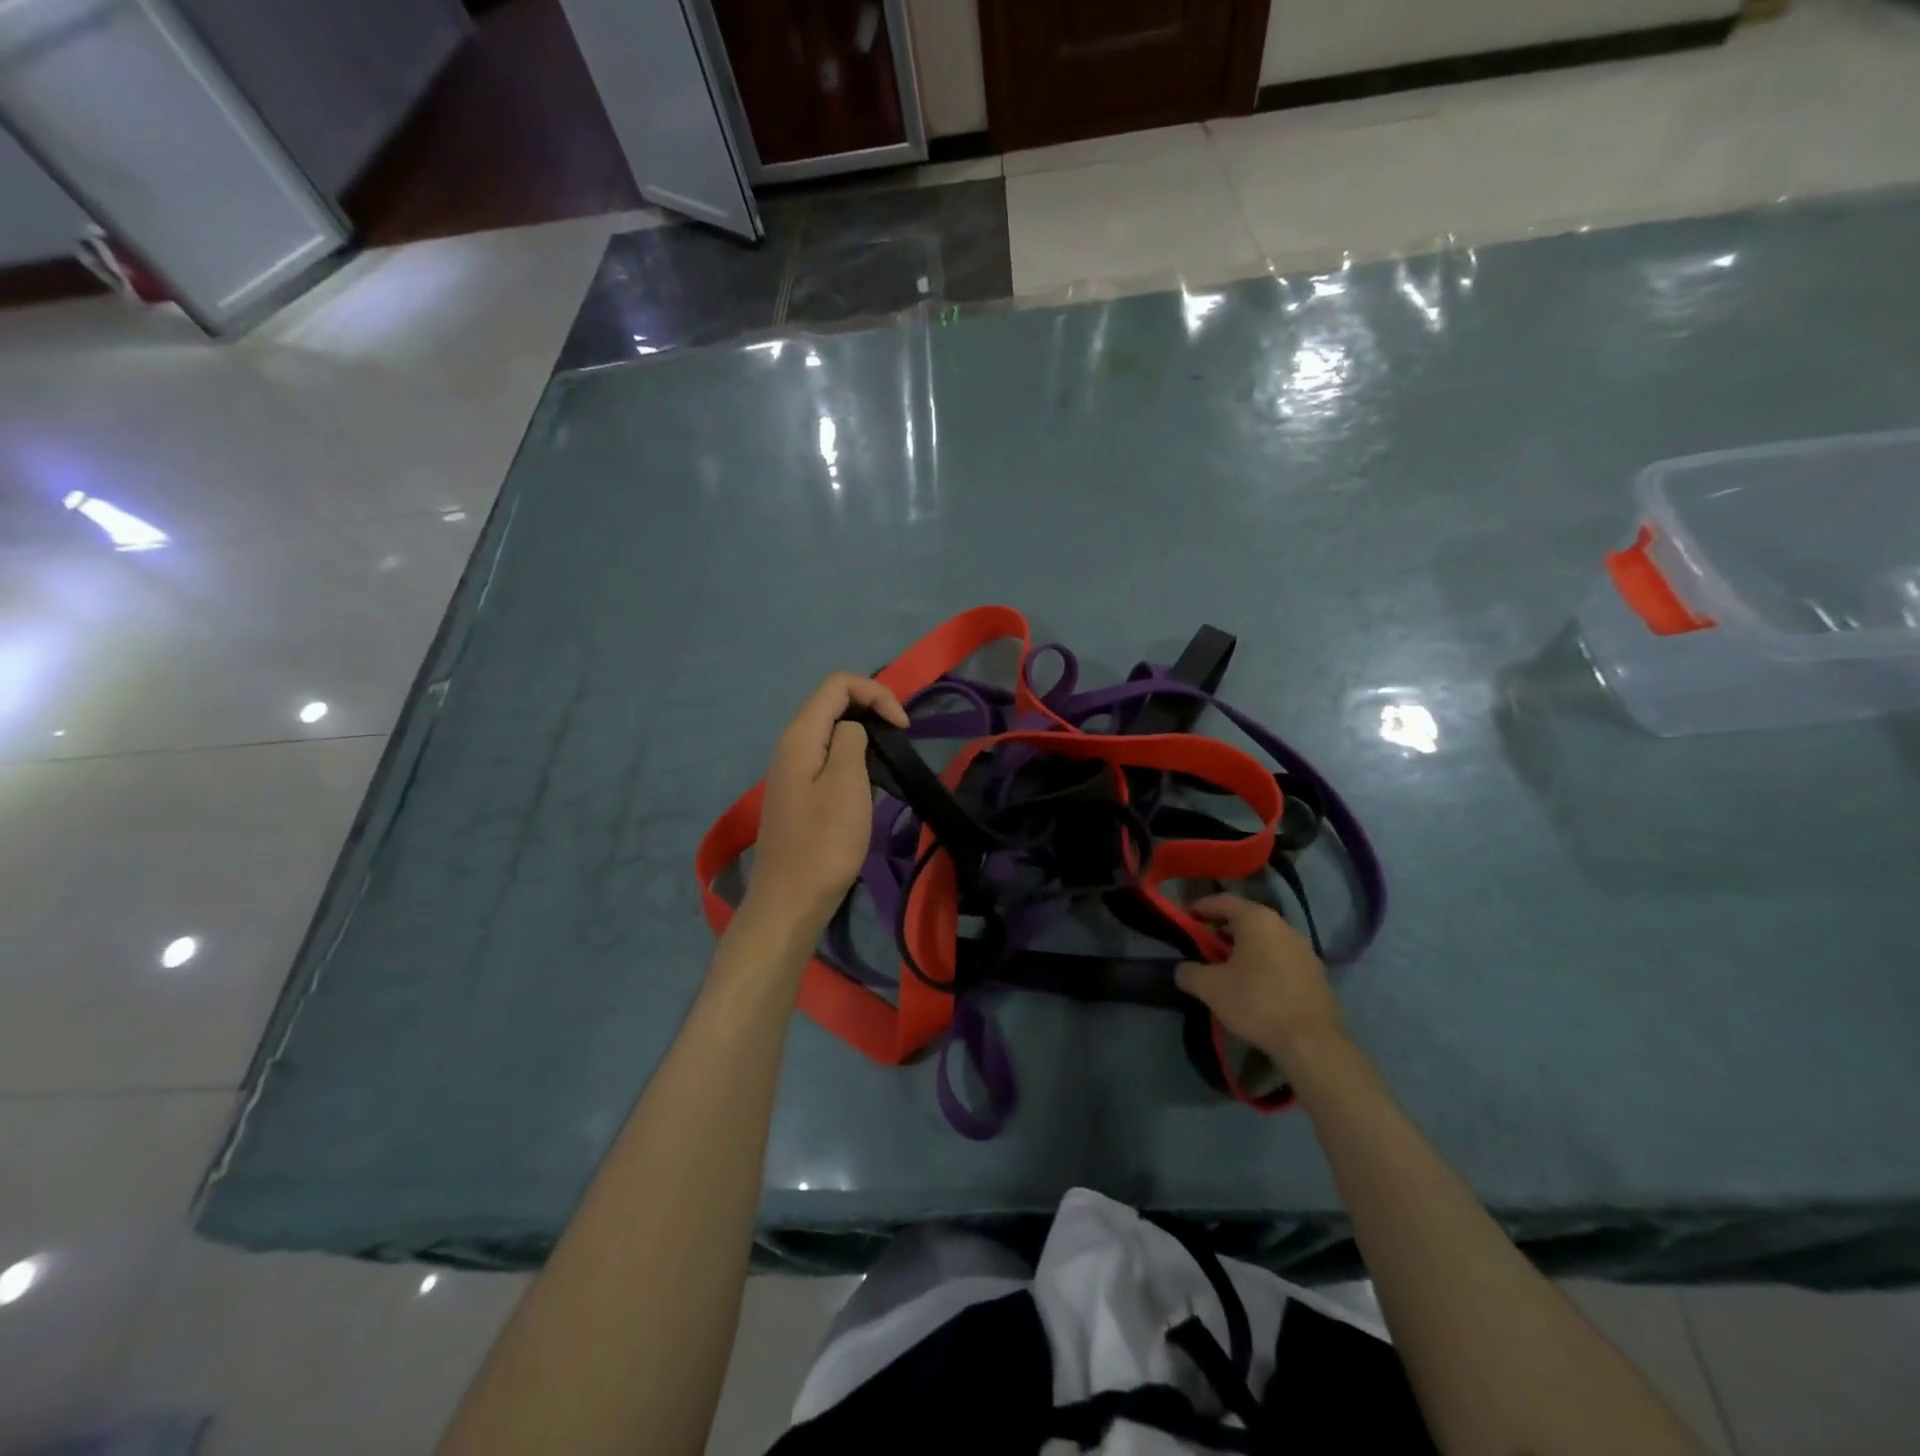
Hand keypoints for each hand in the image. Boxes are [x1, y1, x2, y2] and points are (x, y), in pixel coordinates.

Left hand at [743, 672, 907, 938]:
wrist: (791, 899)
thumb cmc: (824, 842)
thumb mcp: (847, 783)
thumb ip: (852, 739)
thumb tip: (854, 729)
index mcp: (801, 735)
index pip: (837, 684)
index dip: (875, 693)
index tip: (902, 726)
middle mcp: (791, 744)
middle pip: (832, 702)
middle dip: (871, 707)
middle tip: (901, 736)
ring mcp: (792, 770)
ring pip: (832, 730)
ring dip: (865, 732)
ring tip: (890, 756)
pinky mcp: (799, 793)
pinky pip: (828, 756)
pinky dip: (854, 755)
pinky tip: (869, 779)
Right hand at [1175, 894, 1344, 1068]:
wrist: (1311, 1042)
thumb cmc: (1256, 1002)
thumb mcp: (1209, 988)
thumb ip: (1189, 972)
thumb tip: (1183, 969)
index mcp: (1257, 920)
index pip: (1223, 901)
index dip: (1201, 907)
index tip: (1185, 918)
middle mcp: (1283, 926)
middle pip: (1246, 919)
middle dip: (1222, 930)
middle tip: (1204, 947)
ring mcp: (1304, 949)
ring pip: (1266, 940)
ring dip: (1244, 948)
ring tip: (1228, 969)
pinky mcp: (1316, 973)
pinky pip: (1282, 958)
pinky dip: (1264, 963)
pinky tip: (1255, 986)